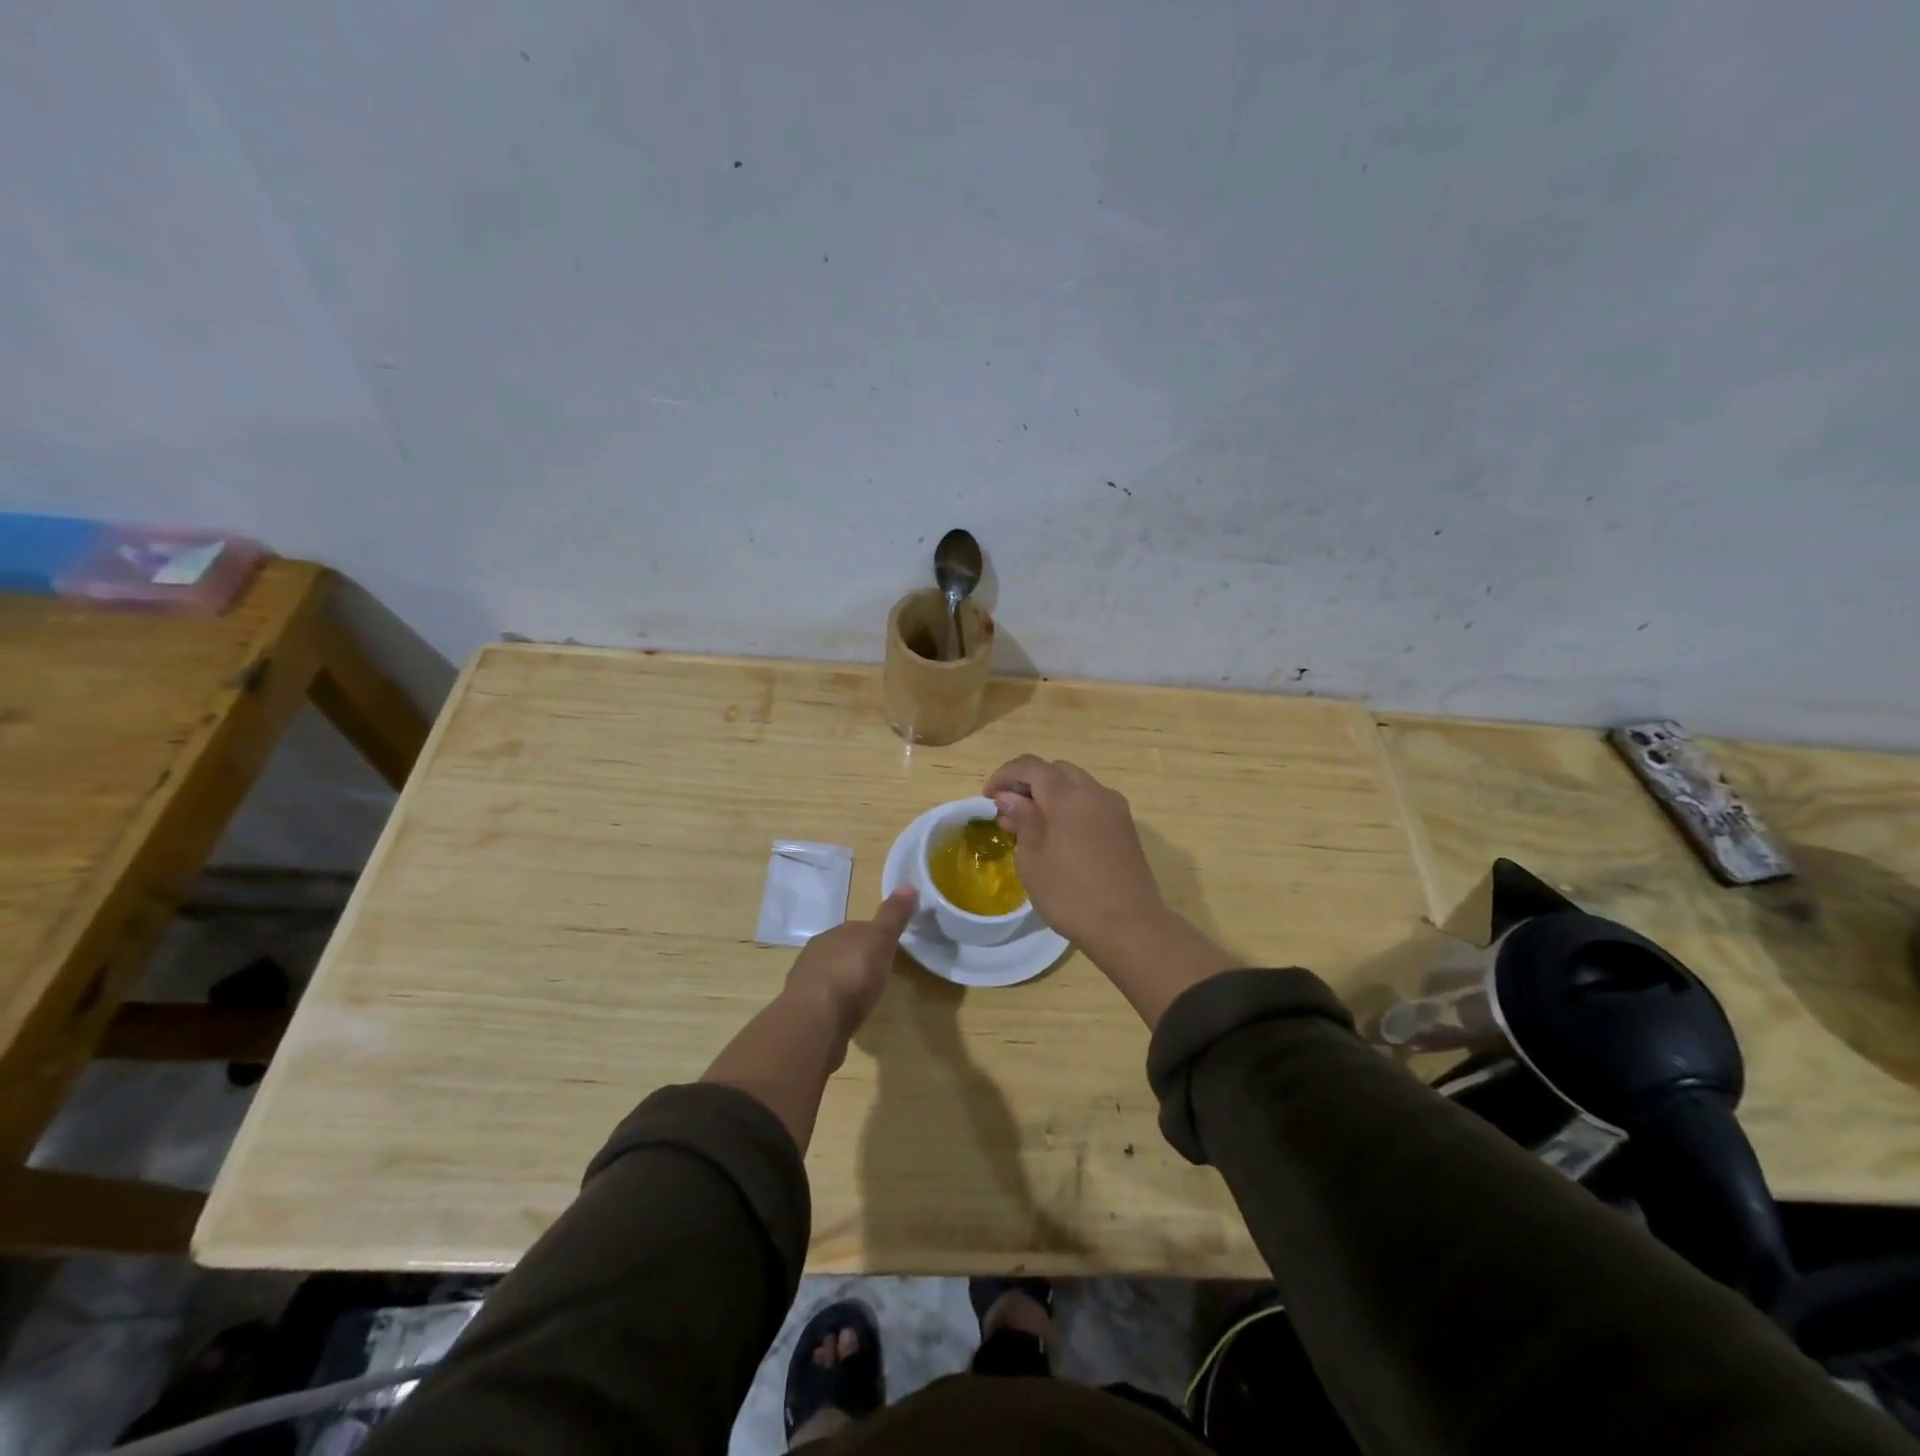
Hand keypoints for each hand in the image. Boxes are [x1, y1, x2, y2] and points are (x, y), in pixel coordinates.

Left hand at [784, 886, 916, 1042]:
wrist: (816, 1017)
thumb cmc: (853, 972)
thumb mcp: (881, 939)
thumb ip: (893, 915)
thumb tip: (909, 884)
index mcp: (835, 933)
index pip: (857, 928)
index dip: (873, 936)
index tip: (887, 947)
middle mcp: (817, 952)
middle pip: (841, 951)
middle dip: (856, 959)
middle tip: (877, 973)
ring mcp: (806, 982)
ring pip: (829, 976)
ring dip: (842, 983)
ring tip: (861, 997)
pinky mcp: (803, 1011)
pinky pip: (822, 1002)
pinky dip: (833, 1005)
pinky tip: (843, 1016)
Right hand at [983, 756, 1164, 953]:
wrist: (1129, 926)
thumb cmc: (1071, 894)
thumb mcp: (1032, 859)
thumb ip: (1022, 820)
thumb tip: (1010, 798)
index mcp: (1069, 796)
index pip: (1031, 766)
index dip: (1005, 775)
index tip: (987, 797)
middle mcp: (1095, 792)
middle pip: (1056, 771)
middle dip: (1029, 782)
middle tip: (1008, 809)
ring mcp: (1115, 809)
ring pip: (1077, 785)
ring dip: (1051, 794)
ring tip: (1031, 824)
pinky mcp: (1125, 827)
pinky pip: (1092, 803)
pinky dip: (1070, 807)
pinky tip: (1058, 835)